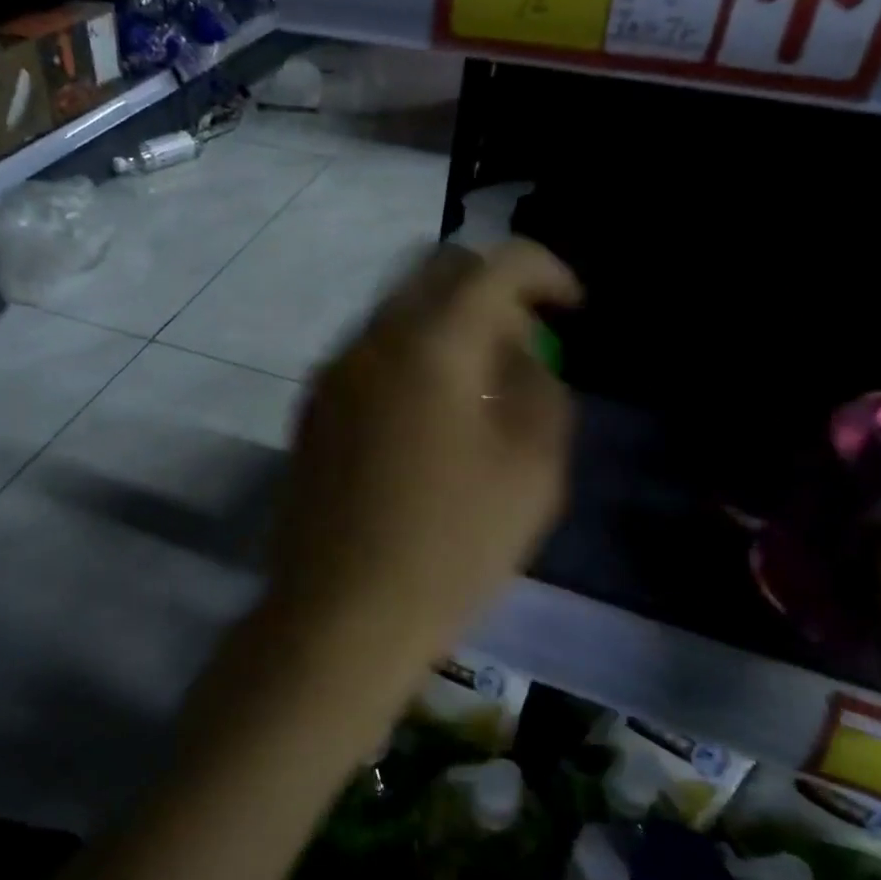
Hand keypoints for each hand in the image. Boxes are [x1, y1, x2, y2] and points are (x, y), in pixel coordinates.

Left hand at [258, 239, 580, 714]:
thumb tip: (521, 353)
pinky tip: (427, 416)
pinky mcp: (310, 408)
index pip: (495, 265)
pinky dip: (409, 356)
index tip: (571, 307)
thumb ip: (540, 388)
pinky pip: (370, 353)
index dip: (546, 271)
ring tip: (478, 385)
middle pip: (437, 272)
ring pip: (398, 310)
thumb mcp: (532, 471)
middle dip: (492, 290)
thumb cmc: (450, 549)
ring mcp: (331, 373)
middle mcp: (371, 339)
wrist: (340, 614)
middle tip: (523, 343)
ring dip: (447, 324)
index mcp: (431, 344)